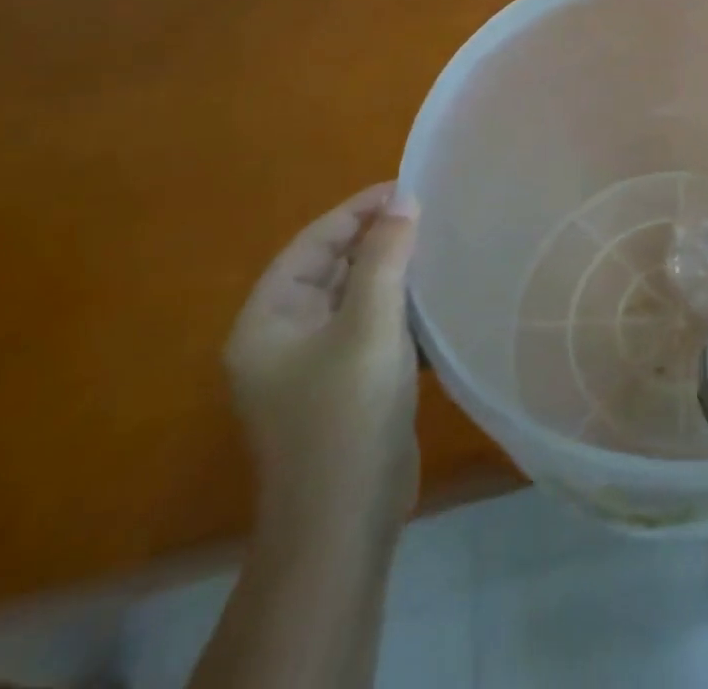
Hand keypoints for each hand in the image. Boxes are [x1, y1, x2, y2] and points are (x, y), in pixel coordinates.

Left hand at [225, 184, 420, 534]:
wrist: (345, 521)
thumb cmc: (347, 413)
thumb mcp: (369, 325)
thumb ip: (385, 257)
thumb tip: (403, 199)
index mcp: (268, 321)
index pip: (312, 244)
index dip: (357, 210)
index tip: (406, 186)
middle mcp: (283, 338)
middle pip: (332, 268)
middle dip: (377, 239)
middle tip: (429, 211)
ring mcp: (314, 365)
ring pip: (356, 297)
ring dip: (393, 271)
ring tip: (439, 242)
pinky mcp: (346, 384)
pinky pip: (372, 326)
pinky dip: (400, 305)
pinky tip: (436, 295)